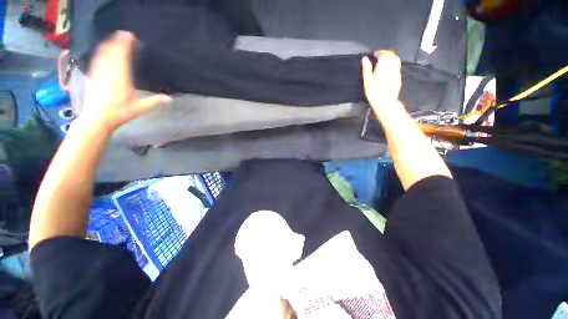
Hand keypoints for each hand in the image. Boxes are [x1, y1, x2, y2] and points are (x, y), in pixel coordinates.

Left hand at [81, 31, 170, 132]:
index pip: (123, 57)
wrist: (97, 118)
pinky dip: (101, 53)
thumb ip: (154, 102)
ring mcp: (99, 73)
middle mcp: (109, 72)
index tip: (131, 36)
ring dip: (109, 45)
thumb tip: (170, 99)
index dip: (126, 45)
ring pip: (104, 54)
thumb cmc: (120, 113)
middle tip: (124, 34)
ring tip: (114, 39)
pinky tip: (103, 50)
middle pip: (113, 52)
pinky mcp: (93, 76)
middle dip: (118, 42)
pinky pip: (97, 60)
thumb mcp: (140, 108)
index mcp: (121, 78)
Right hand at [361, 51, 402, 113]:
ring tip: (383, 63)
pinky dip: (393, 66)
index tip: (374, 54)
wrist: (384, 101)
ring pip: (395, 60)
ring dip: (390, 59)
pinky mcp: (399, 77)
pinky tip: (388, 71)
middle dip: (385, 54)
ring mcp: (397, 71)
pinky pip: (397, 67)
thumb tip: (365, 59)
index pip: (383, 53)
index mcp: (384, 63)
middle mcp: (393, 65)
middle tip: (379, 57)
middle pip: (391, 55)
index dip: (378, 52)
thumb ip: (366, 67)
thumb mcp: (367, 79)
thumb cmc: (375, 92)